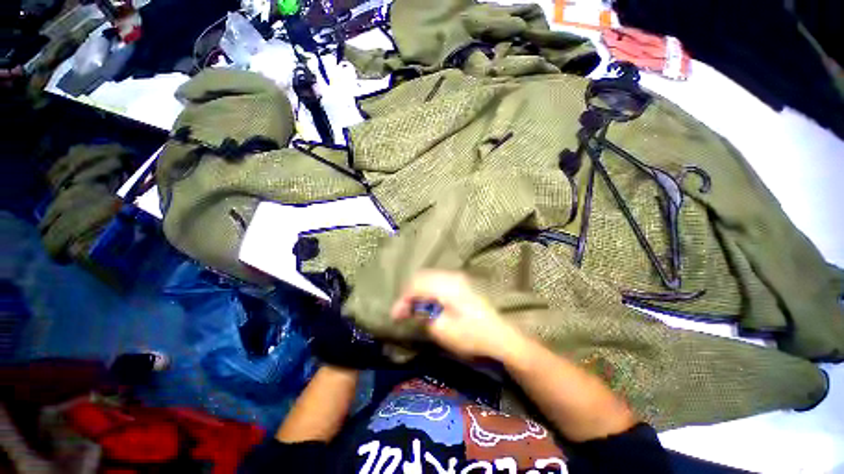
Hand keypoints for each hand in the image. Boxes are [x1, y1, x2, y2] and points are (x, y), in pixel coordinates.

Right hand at [391, 271, 522, 360]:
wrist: (501, 337)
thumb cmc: (472, 335)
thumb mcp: (443, 330)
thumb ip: (423, 315)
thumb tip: (409, 309)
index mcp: (446, 285)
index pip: (416, 286)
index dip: (402, 300)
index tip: (395, 316)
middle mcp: (451, 276)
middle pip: (421, 277)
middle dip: (408, 293)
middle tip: (402, 312)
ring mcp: (458, 278)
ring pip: (429, 278)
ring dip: (417, 291)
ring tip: (412, 308)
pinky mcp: (461, 284)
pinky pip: (437, 281)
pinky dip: (427, 290)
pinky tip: (427, 303)